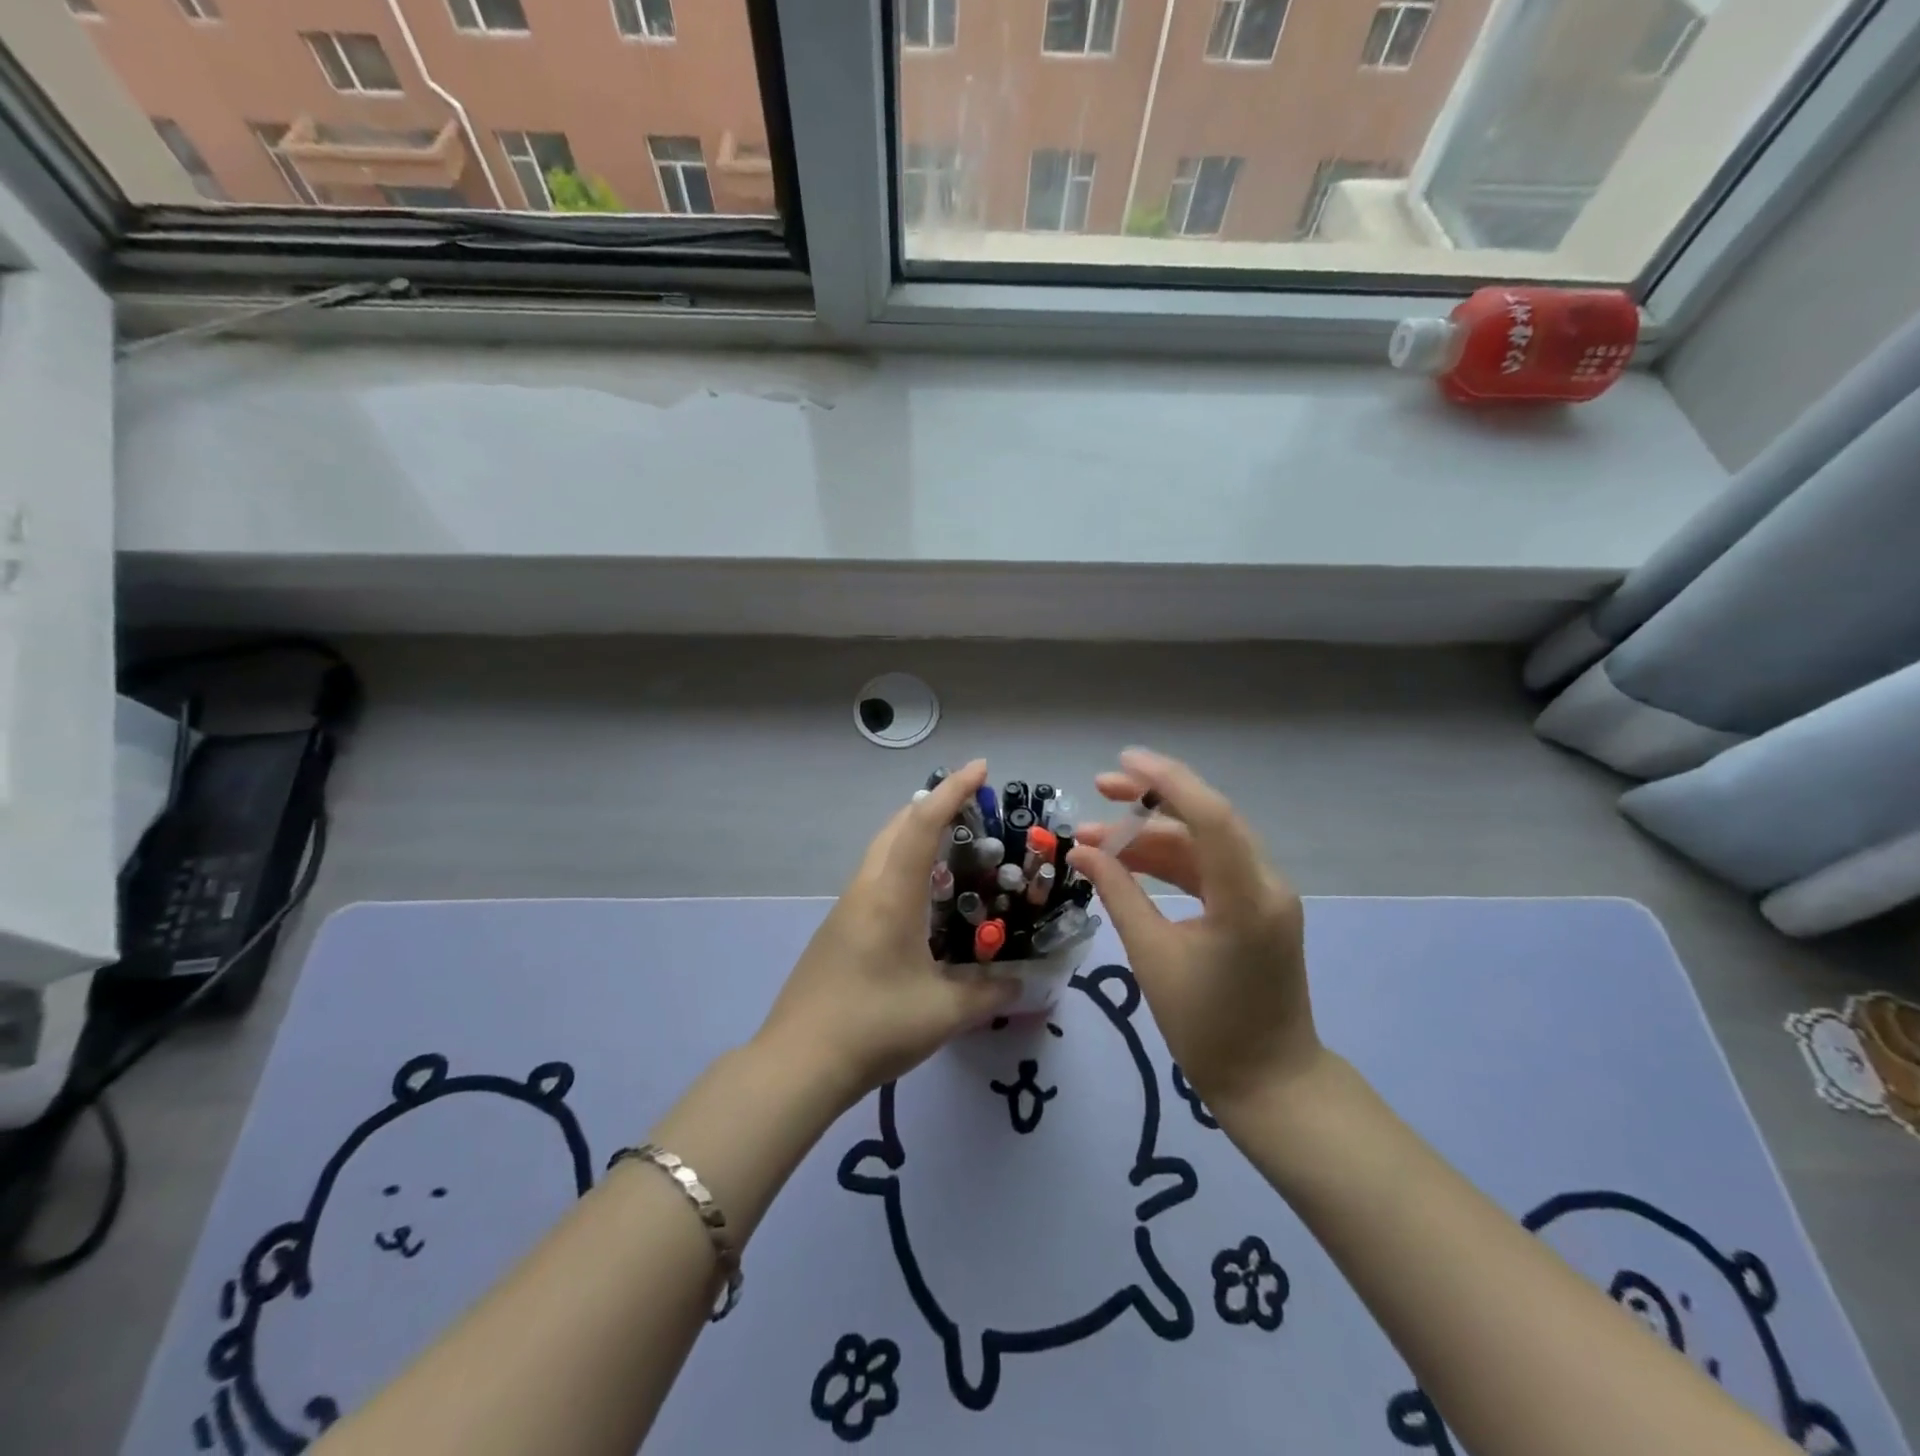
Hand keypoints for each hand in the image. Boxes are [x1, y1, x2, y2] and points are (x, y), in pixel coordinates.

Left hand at [757, 759, 1018, 1106]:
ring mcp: (846, 909)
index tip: (980, 768)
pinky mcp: (838, 930)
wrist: (798, 1063)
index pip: (922, 824)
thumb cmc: (874, 1026)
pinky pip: (875, 879)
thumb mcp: (944, 1013)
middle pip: (897, 827)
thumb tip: (1021, 982)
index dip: (952, 791)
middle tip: (973, 811)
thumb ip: (989, 993)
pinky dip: (903, 867)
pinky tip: (923, 902)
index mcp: (891, 895)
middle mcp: (866, 890)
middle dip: (933, 806)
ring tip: (954, 851)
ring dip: (915, 837)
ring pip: (882, 852)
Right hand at [1067, 748, 1319, 1121]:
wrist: (1268, 1083)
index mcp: (1247, 897)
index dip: (1165, 782)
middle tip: (1098, 789)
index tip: (1121, 762)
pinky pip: (1210, 871)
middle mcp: (1265, 884)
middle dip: (1151, 801)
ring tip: (1095, 838)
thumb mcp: (1153, 956)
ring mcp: (1265, 897)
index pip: (1209, 816)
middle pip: (1207, 821)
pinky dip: (1170, 863)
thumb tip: (1082, 851)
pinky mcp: (1256, 911)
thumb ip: (1118, 894)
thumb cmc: (1207, 1028)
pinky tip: (1129, 863)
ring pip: (1204, 845)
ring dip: (1152, 837)